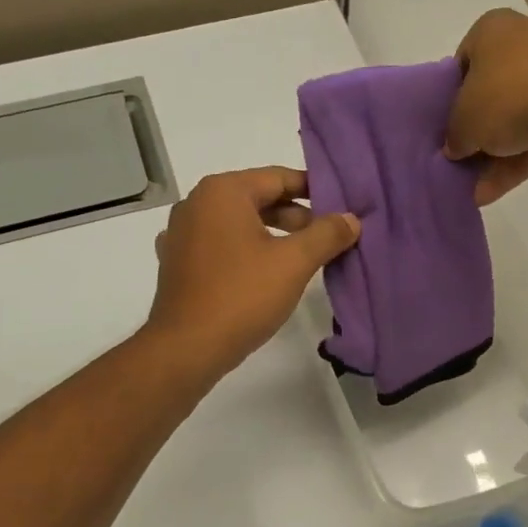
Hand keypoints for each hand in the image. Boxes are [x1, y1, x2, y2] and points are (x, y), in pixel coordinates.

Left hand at [146, 167, 360, 377]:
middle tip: (327, 238)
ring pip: (238, 223)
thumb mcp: (294, 262)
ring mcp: (181, 233)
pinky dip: (244, 251)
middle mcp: (196, 202)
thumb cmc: (242, 296)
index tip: (342, 208)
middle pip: (258, 198)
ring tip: (302, 258)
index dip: (315, 191)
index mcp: (222, 191)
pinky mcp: (176, 262)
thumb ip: (326, 234)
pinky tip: (262, 273)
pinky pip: (220, 245)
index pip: (279, 177)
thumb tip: (351, 219)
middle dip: (295, 216)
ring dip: (272, 235)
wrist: (186, 348)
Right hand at [444, 9, 527, 205]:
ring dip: (491, 158)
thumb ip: (453, 136)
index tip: (442, 127)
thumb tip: (455, 148)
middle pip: (488, 96)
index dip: (447, 98)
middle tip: (454, 161)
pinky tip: (488, 194)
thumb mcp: (462, 119)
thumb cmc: (509, 95)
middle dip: (473, 132)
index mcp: (492, 32)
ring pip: (513, 122)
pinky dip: (513, 165)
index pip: (461, 64)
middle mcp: (523, 47)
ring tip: (468, 190)